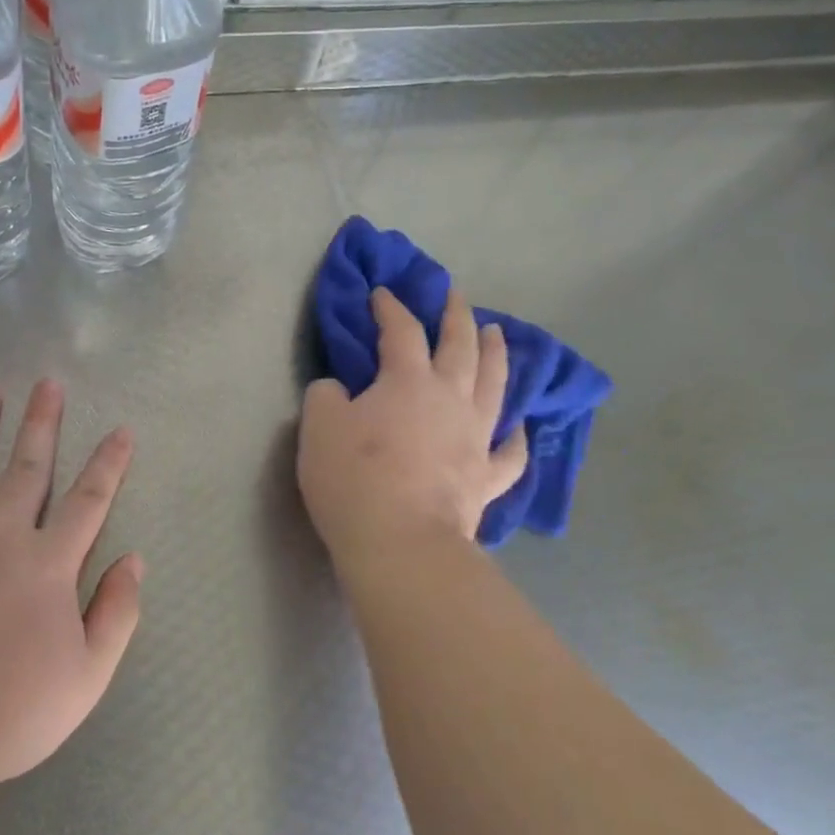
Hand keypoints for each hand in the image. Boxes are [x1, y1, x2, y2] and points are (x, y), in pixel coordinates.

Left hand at [0, 380, 142, 789]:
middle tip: (48, 382)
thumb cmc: (10, 712)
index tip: (121, 431)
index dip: (109, 463)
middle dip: (42, 422)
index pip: (89, 499)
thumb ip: (117, 613)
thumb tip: (134, 560)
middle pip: (28, 466)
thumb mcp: (88, 676)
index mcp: (48, 563)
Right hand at [298, 287, 527, 561]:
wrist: (401, 542)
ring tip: (497, 334)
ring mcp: (475, 438)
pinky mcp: (486, 478)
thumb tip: (339, 390)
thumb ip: (326, 396)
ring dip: (496, 355)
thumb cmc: (354, 479)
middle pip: (460, 346)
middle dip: (456, 316)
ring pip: (494, 385)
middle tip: (455, 295)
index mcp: (407, 381)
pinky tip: (516, 427)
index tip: (382, 292)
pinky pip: (508, 452)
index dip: (391, 307)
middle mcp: (450, 399)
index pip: (402, 331)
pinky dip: (514, 437)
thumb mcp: (318, 427)